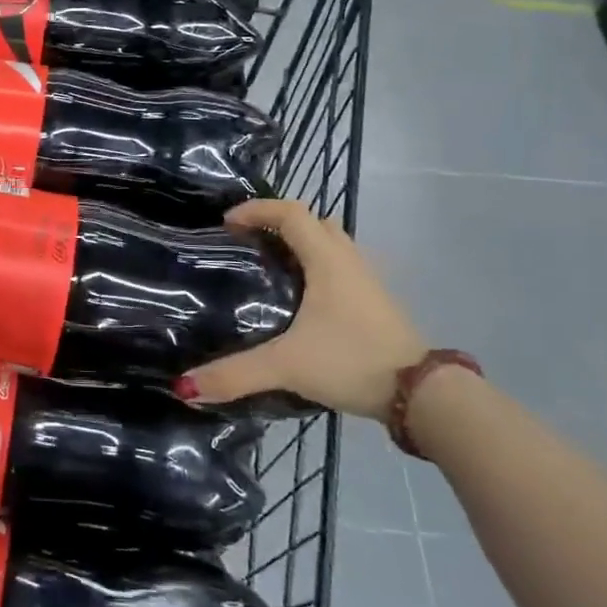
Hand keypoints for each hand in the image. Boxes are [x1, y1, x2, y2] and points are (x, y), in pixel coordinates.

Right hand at [181, 199, 425, 419]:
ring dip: (301, 244)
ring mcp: (367, 282)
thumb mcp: (287, 366)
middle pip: (314, 222)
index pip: (291, 212)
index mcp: (327, 260)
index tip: (227, 223)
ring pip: (332, 244)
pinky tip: (300, 300)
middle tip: (247, 242)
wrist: (422, 396)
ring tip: (270, 267)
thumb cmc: (352, 361)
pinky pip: (341, 268)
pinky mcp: (375, 304)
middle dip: (279, 223)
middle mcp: (349, 261)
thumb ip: (235, 374)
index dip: (257, 209)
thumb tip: (185, 387)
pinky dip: (317, 267)